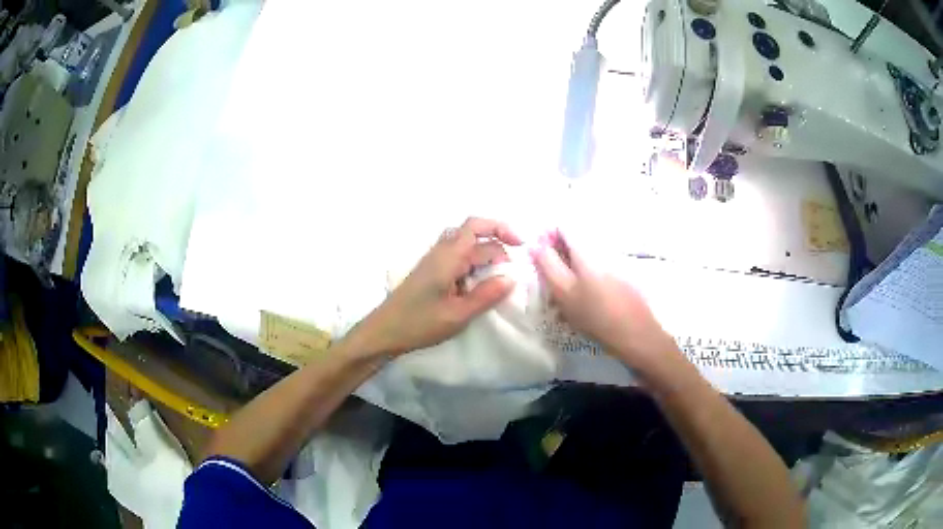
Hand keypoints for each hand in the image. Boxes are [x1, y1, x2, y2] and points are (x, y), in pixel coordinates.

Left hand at [356, 217, 521, 356]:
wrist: (384, 331)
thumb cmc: (420, 323)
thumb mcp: (458, 314)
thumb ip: (486, 295)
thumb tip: (512, 278)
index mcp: (448, 257)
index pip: (478, 228)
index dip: (502, 230)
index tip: (521, 245)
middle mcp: (441, 252)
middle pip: (473, 234)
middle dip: (496, 246)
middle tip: (509, 271)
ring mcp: (433, 260)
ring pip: (464, 245)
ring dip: (483, 254)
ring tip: (496, 276)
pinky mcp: (430, 271)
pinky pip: (456, 257)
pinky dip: (472, 263)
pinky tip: (476, 284)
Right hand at [530, 230, 678, 373]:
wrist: (638, 336)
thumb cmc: (597, 315)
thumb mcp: (564, 292)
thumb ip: (548, 265)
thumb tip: (535, 244)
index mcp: (587, 248)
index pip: (562, 226)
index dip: (547, 237)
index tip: (539, 258)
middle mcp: (603, 248)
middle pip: (575, 240)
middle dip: (559, 255)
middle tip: (551, 281)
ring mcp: (616, 261)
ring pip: (586, 256)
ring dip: (573, 270)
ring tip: (567, 296)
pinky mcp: (625, 276)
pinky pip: (599, 269)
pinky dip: (588, 279)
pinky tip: (586, 302)